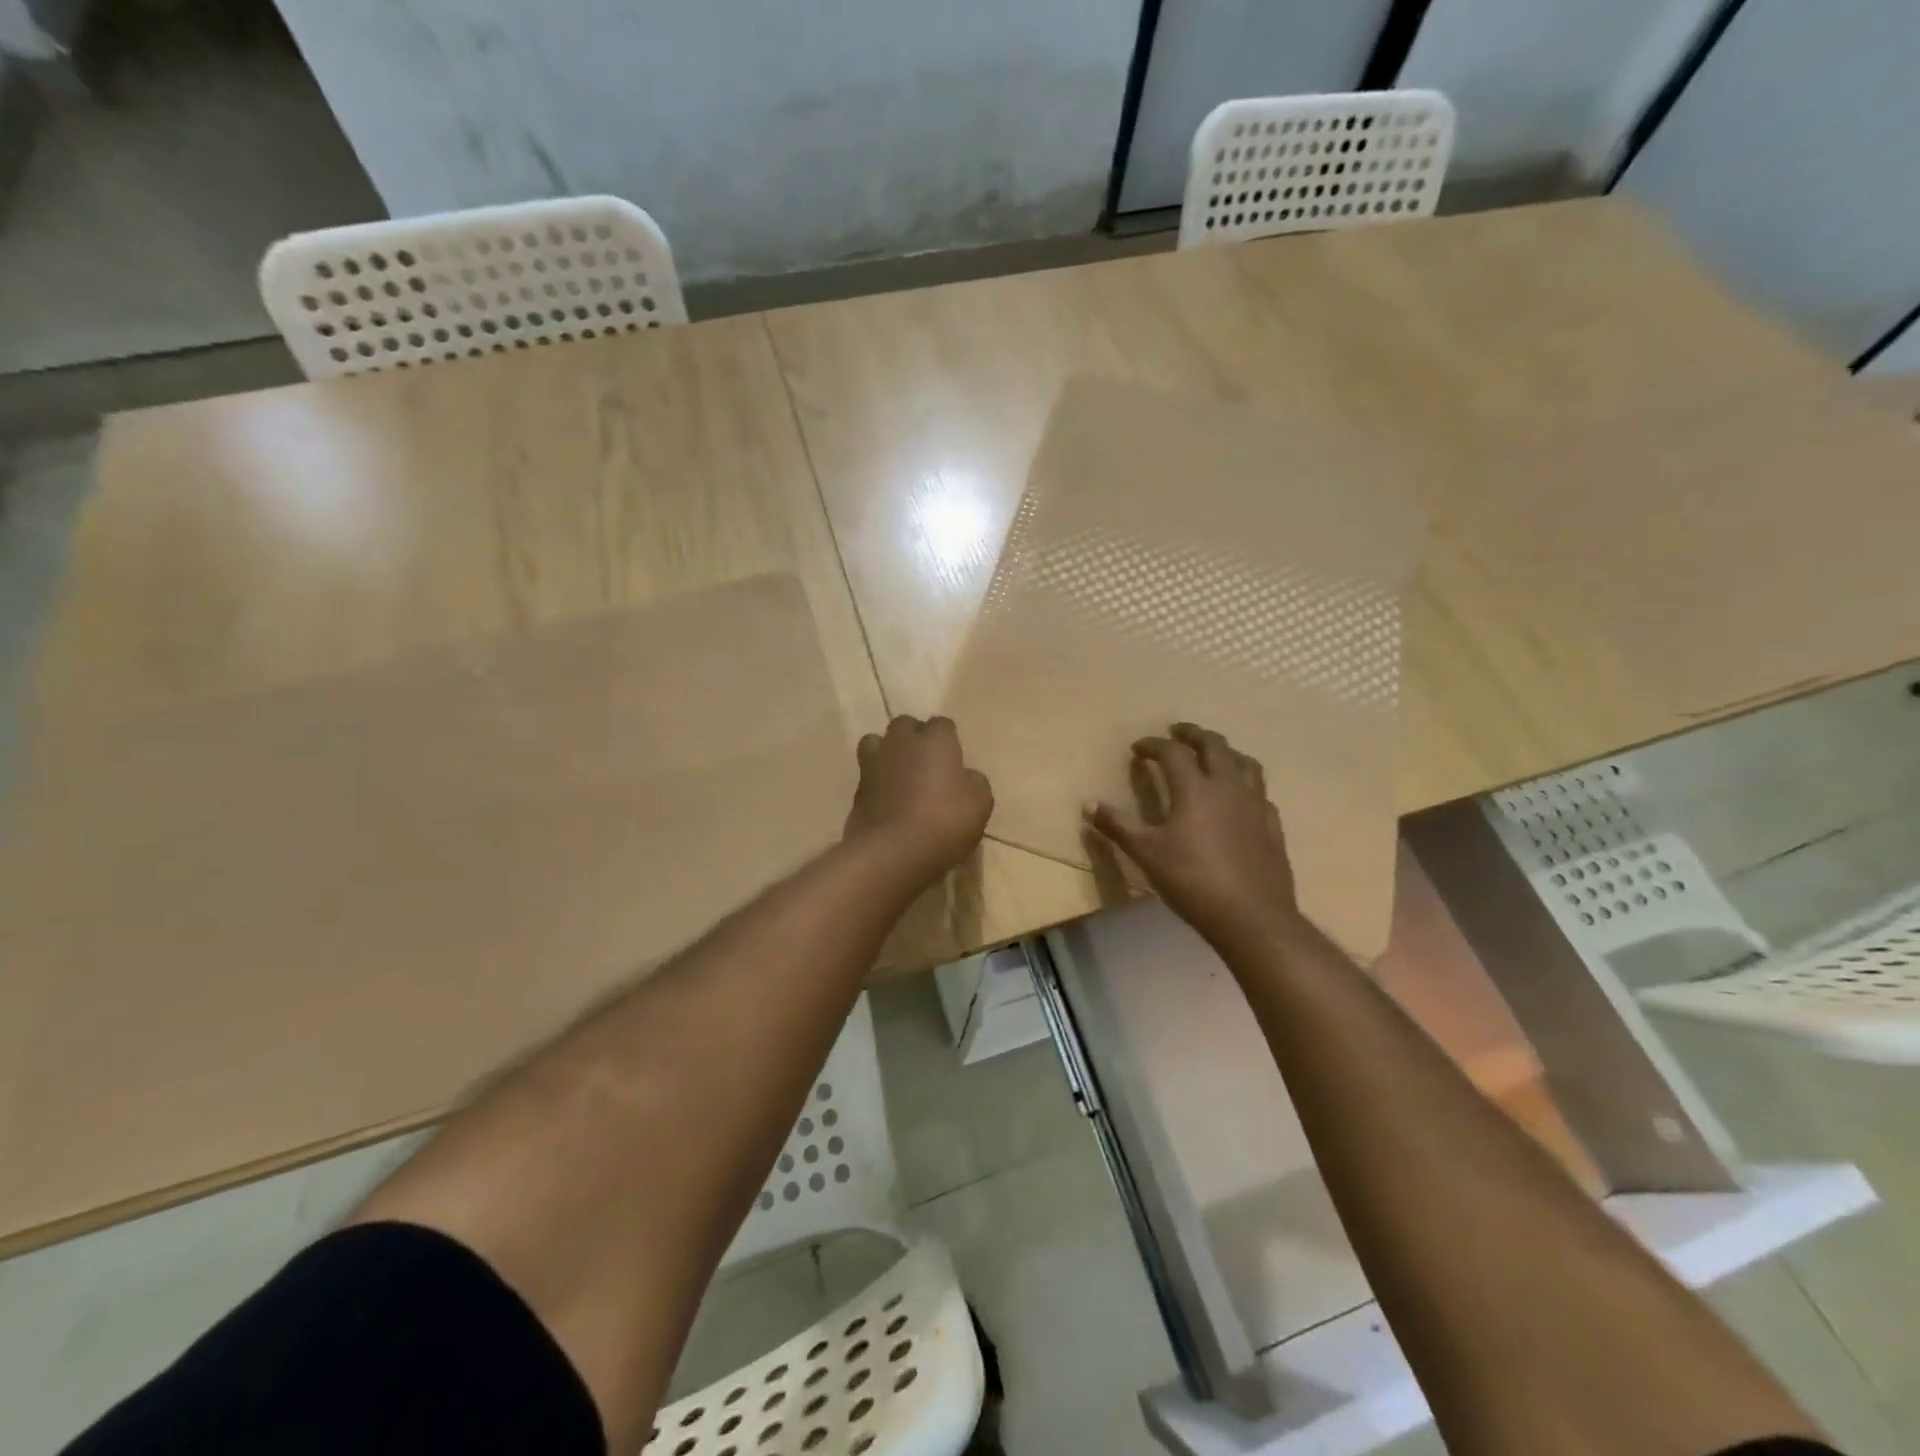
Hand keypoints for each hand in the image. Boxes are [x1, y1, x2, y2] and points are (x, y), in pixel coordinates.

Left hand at [844, 716, 992, 882]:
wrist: (893, 851)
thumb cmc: (944, 822)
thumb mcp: (980, 804)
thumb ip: (974, 782)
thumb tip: (966, 777)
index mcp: (935, 741)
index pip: (942, 724)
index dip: (948, 739)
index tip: (954, 758)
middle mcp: (902, 743)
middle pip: (905, 725)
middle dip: (914, 737)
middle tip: (926, 762)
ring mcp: (874, 764)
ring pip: (876, 742)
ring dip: (887, 752)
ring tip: (898, 773)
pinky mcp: (857, 790)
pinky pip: (867, 775)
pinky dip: (876, 782)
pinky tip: (887, 800)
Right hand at [1083, 723, 1303, 947]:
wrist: (1251, 916)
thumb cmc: (1192, 881)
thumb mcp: (1146, 853)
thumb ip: (1118, 826)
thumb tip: (1088, 805)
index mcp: (1195, 788)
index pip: (1173, 752)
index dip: (1154, 745)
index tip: (1138, 748)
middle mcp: (1228, 787)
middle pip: (1214, 746)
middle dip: (1193, 734)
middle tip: (1178, 732)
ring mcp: (1255, 805)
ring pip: (1245, 762)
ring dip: (1225, 752)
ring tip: (1213, 755)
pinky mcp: (1272, 825)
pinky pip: (1260, 792)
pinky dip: (1245, 783)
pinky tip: (1240, 797)